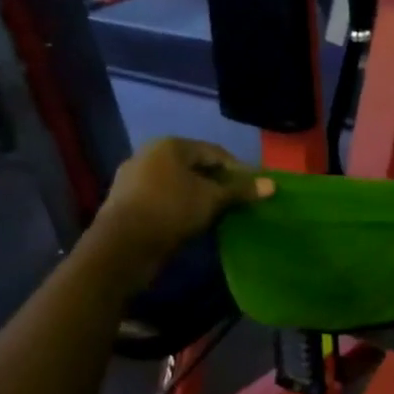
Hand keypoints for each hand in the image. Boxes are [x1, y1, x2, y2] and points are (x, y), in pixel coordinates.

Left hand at [92, 138, 273, 272]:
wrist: (122, 247)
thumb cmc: (172, 210)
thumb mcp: (213, 199)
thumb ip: (241, 190)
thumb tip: (272, 185)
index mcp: (170, 145)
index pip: (215, 152)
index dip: (238, 169)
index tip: (254, 187)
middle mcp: (148, 154)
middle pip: (194, 166)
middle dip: (217, 182)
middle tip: (237, 200)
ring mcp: (133, 178)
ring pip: (177, 182)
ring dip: (199, 194)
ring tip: (218, 212)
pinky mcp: (125, 201)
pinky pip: (162, 197)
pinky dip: (180, 204)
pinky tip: (192, 220)